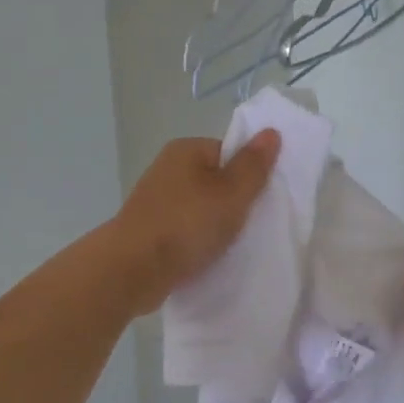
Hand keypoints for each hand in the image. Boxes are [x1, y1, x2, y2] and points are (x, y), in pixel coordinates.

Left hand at [110, 132, 280, 313]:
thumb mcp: (232, 194)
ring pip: (201, 208)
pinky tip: (207, 257)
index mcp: (186, 150)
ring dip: (215, 225)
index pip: (229, 152)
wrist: (132, 270)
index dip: (248, 175)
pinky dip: (198, 241)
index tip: (259, 201)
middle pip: (215, 181)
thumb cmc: (186, 225)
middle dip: (233, 203)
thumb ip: (254, 165)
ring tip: (229, 245)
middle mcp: (167, 169)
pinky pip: (185, 230)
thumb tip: (271, 132)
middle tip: (249, 225)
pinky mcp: (150, 230)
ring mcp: (156, 201)